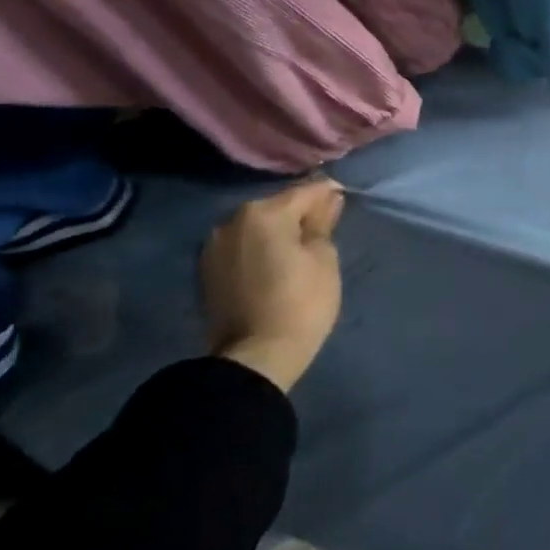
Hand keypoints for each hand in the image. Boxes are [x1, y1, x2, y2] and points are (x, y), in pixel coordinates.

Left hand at [199, 179, 344, 393]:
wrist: (253, 359)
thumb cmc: (300, 304)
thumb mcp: (324, 259)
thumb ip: (322, 224)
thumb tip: (328, 200)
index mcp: (264, 213)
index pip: (306, 191)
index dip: (328, 193)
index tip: (344, 201)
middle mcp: (233, 221)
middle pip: (276, 206)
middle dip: (299, 213)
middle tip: (323, 229)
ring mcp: (214, 246)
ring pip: (256, 227)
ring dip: (276, 232)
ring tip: (297, 250)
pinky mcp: (206, 271)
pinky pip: (241, 247)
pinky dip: (258, 249)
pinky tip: (273, 265)